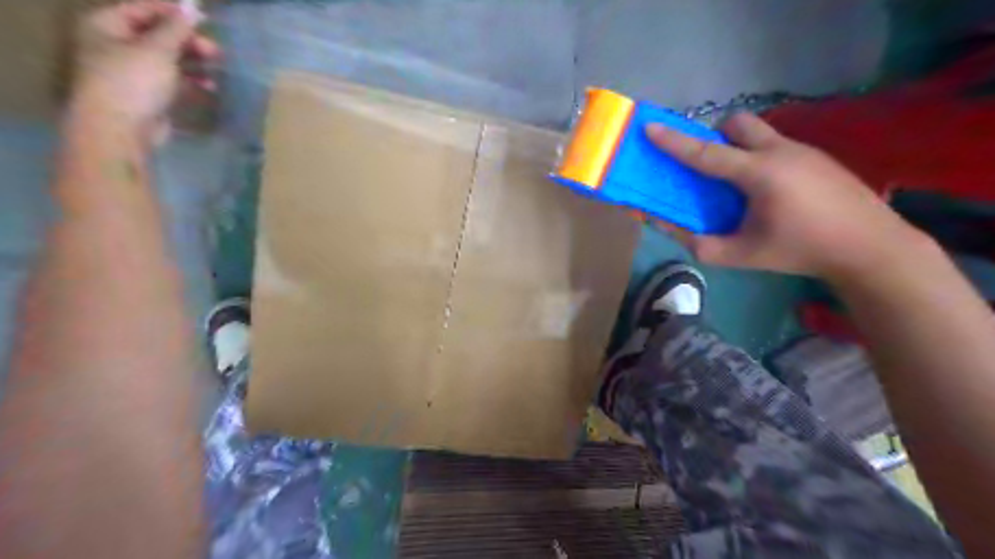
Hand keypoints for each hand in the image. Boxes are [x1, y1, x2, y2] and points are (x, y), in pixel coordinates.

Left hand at [72, 0, 217, 130]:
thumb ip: (176, 28)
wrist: (121, 129)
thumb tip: (193, 6)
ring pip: (169, 59)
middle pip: (158, 34)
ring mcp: (133, 71)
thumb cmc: (133, 82)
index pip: (143, 8)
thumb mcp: (157, 49)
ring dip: (194, 61)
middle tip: (216, 51)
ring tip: (217, 67)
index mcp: (107, 25)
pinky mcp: (149, 95)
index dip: (174, 11)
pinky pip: (174, 80)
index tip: (205, 18)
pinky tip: (210, 86)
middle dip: (189, 41)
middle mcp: (117, 45)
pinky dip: (192, 81)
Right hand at [651, 112, 928, 280]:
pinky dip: (759, 159)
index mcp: (759, 174)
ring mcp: (804, 150)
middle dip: (716, 136)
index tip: (650, 128)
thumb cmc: (800, 251)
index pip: (706, 153)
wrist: (870, 247)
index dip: (674, 141)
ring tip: (738, 185)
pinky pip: (777, 146)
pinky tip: (770, 193)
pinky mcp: (819, 157)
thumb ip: (700, 244)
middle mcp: (780, 151)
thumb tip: (669, 229)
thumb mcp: (742, 255)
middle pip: (739, 123)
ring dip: (739, 148)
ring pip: (760, 133)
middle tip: (709, 165)